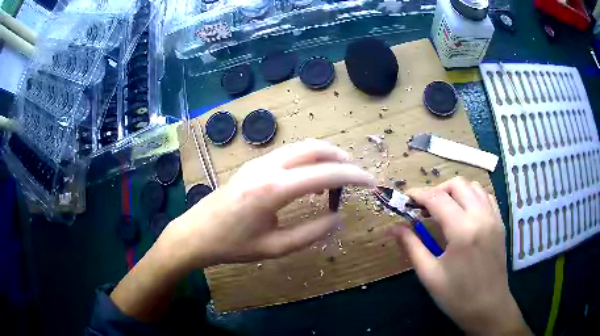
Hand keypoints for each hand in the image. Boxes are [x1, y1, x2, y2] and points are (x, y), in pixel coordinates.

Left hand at [158, 139, 375, 268]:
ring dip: (325, 156)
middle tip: (357, 176)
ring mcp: (258, 162)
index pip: (325, 172)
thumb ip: (312, 232)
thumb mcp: (275, 247)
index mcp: (274, 189)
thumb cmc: (233, 246)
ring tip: (339, 177)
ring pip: (301, 147)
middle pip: (315, 148)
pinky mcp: (253, 165)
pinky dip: (309, 160)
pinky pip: (289, 154)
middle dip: (342, 158)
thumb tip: (338, 217)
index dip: (353, 176)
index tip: (371, 182)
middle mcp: (267, 167)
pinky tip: (312, 179)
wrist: (196, 234)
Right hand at [389, 177, 530, 334]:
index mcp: (462, 231)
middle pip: (457, 185)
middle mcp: (481, 216)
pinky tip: (463, 212)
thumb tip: (393, 227)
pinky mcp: (500, 223)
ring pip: (473, 186)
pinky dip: (472, 196)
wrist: (488, 308)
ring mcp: (493, 218)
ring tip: (443, 209)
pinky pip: (486, 196)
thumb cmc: (456, 296)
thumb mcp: (429, 274)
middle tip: (424, 207)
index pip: (437, 199)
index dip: (418, 195)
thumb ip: (411, 246)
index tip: (405, 199)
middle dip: (437, 190)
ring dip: (455, 191)